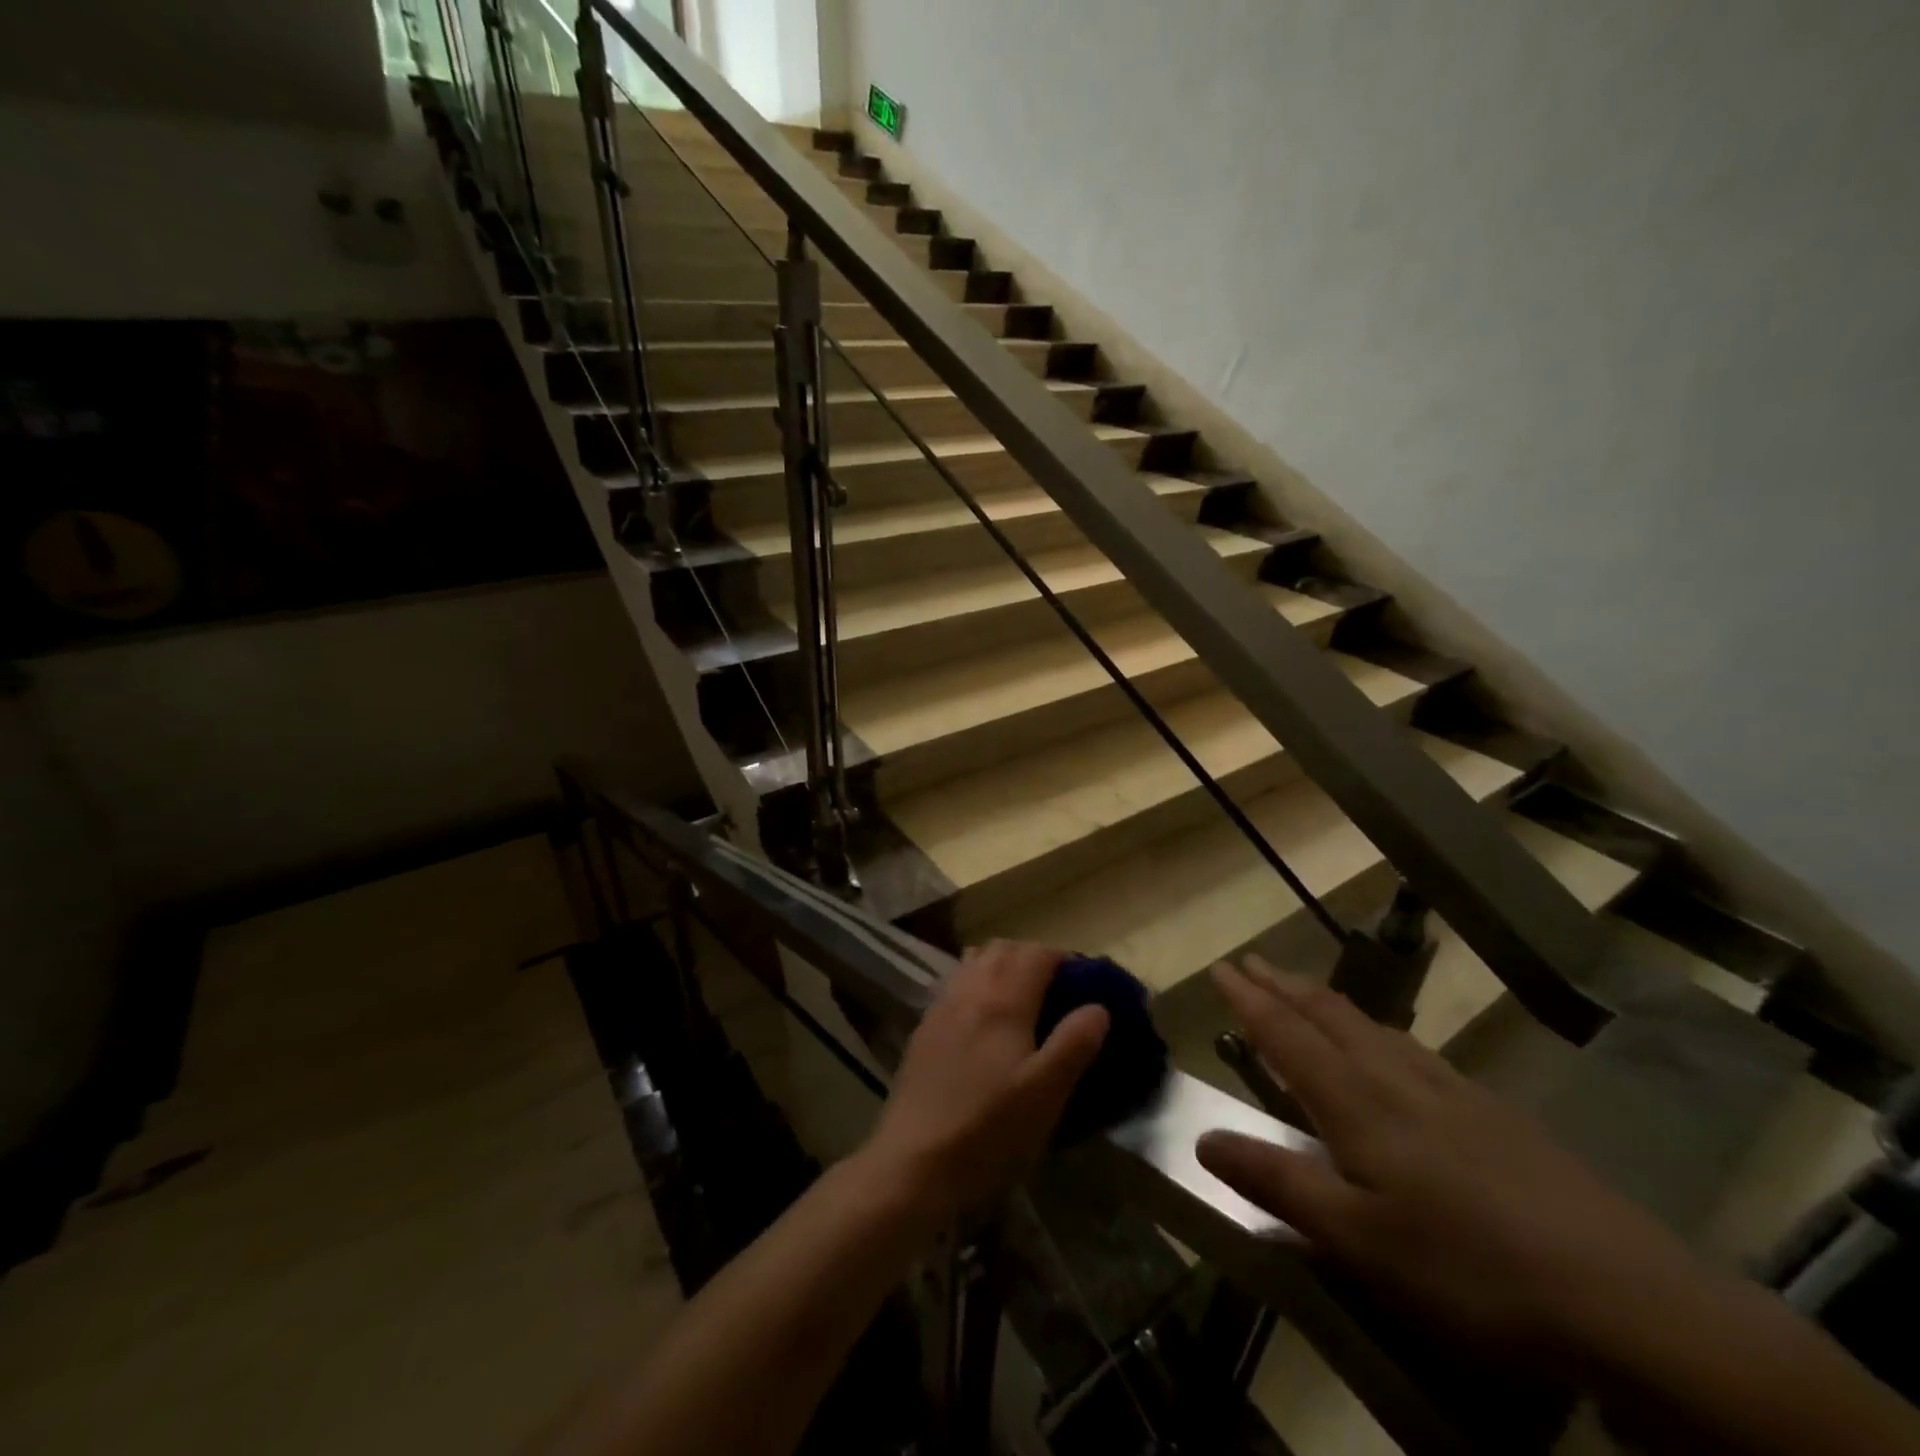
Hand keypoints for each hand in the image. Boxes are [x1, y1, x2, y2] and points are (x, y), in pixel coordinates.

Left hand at [860, 941, 1109, 1222]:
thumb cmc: (989, 1130)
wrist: (913, 1162)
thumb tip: (1098, 1007)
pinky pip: (955, 985)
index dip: (1064, 959)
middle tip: (1056, 990)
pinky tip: (983, 1022)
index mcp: (1003, 1000)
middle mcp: (969, 991)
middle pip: (1003, 949)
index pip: (1036, 953)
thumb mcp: (1046, 1094)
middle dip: (1033, 957)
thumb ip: (1074, 1043)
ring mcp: (941, 1008)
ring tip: (1022, 1000)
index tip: (1084, 983)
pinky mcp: (924, 1030)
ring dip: (1001, 966)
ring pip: (974, 962)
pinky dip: (976, 985)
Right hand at [1197, 957, 1702, 1366]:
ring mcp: (1452, 1090)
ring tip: (1307, 994)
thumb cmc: (1470, 1267)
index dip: (1249, 1000)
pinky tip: (1393, 1051)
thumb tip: (1202, 1138)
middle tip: (1252, 962)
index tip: (1221, 967)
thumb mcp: (1358, 1240)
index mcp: (1357, 1103)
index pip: (1287, 1035)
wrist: (1630, 1298)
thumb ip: (1277, 1183)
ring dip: (1328, 1003)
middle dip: (1284, 986)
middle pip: (1329, 1015)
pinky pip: (1414, 1050)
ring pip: (1373, 1027)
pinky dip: (1377, 1031)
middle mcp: (1396, 1079)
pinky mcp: (1495, 1112)